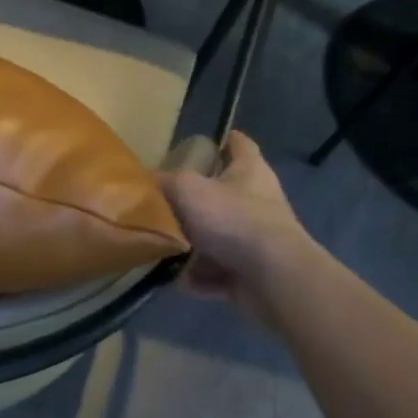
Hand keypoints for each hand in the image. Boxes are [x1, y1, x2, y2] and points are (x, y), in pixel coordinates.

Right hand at [157, 132, 315, 321]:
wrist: (273, 278)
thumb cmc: (233, 219)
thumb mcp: (187, 189)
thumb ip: (164, 183)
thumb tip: (145, 184)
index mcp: (250, 171)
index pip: (240, 144)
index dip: (224, 139)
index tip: (205, 142)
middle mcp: (257, 201)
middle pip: (222, 194)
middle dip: (194, 200)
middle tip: (163, 201)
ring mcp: (256, 240)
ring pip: (216, 237)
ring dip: (192, 246)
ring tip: (163, 247)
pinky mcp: (252, 273)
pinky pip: (217, 271)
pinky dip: (200, 276)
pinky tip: (181, 278)